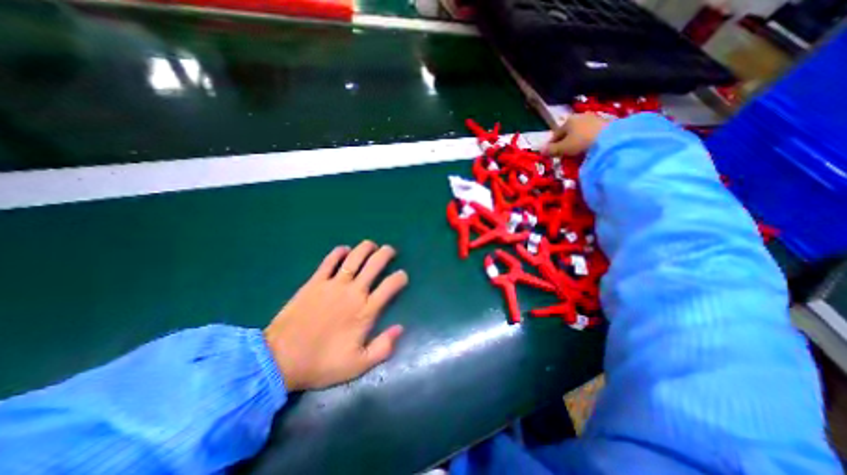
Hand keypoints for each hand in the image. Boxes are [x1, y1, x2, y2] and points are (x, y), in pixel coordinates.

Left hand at [265, 239, 408, 391]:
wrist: (279, 360)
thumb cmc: (322, 363)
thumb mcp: (358, 365)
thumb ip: (383, 347)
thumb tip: (400, 328)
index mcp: (365, 311)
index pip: (390, 286)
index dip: (400, 277)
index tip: (403, 276)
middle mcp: (353, 292)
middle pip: (374, 265)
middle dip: (385, 254)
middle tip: (390, 251)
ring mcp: (333, 285)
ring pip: (354, 258)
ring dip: (365, 248)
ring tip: (371, 245)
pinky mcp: (314, 282)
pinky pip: (328, 262)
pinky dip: (338, 252)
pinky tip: (344, 249)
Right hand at [542, 112, 608, 154]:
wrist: (611, 138)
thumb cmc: (581, 142)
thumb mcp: (563, 148)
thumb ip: (551, 150)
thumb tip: (541, 151)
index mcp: (568, 121)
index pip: (555, 134)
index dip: (552, 145)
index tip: (551, 154)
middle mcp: (580, 117)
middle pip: (568, 133)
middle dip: (564, 143)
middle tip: (563, 155)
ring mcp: (594, 119)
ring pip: (579, 133)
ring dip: (576, 142)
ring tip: (575, 154)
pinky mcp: (605, 124)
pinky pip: (590, 135)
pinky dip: (587, 142)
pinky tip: (587, 149)